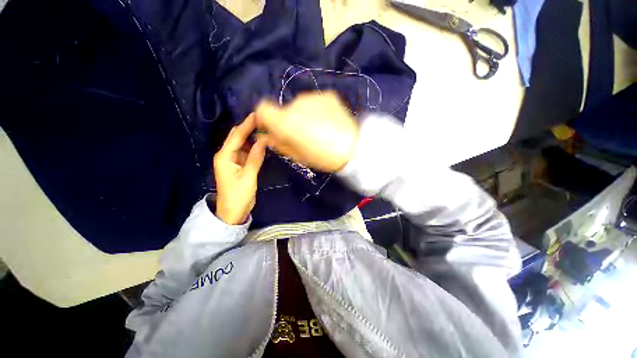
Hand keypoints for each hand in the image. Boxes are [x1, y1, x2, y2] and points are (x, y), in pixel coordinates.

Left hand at [213, 114, 266, 224]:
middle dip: (249, 128)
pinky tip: (262, 144)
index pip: (237, 136)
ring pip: (243, 145)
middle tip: (263, 121)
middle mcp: (227, 155)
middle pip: (238, 138)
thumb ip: (255, 158)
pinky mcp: (240, 166)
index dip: (246, 125)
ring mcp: (234, 161)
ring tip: (265, 129)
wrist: (233, 212)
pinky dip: (254, 148)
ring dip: (253, 138)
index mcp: (225, 156)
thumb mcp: (248, 176)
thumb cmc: (238, 195)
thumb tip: (263, 140)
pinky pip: (247, 153)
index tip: (257, 115)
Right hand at [254, 92, 358, 171]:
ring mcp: (313, 97)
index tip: (273, 128)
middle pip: (285, 109)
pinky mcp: (327, 95)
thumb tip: (266, 136)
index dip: (265, 118)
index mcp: (285, 122)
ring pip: (301, 105)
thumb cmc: (322, 157)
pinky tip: (328, 121)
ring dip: (304, 115)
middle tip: (303, 134)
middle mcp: (296, 104)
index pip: (262, 108)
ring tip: (319, 129)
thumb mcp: (296, 155)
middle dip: (289, 120)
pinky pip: (315, 102)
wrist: (352, 148)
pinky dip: (317, 110)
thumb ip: (278, 143)